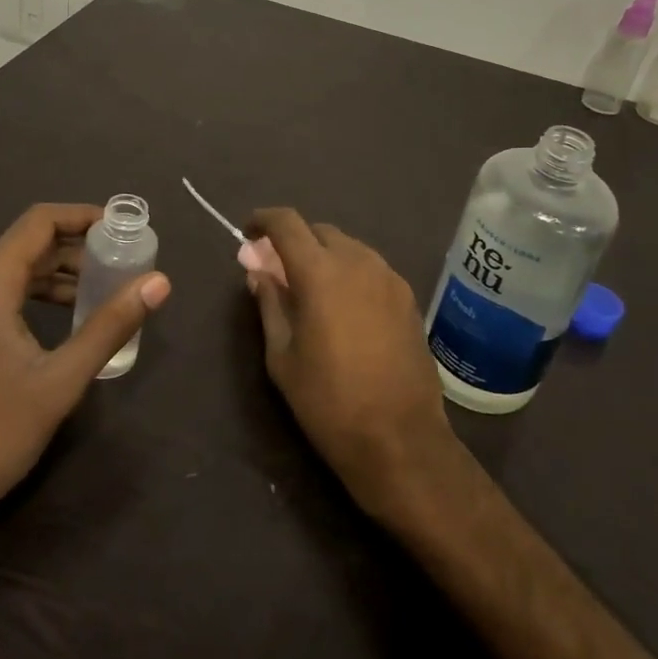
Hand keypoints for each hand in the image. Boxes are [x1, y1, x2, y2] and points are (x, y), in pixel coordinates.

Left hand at [0, 203, 170, 531]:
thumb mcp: (59, 382)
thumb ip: (109, 326)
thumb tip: (158, 282)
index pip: (38, 223)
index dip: (82, 216)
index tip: (120, 227)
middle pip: (23, 246)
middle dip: (74, 250)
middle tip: (119, 265)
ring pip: (6, 273)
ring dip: (52, 276)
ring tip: (97, 294)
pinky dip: (26, 296)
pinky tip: (54, 322)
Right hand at [244, 209, 459, 517]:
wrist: (400, 439)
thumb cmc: (328, 401)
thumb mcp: (282, 356)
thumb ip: (270, 304)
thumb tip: (259, 273)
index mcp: (320, 272)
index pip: (287, 223)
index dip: (264, 219)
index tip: (249, 233)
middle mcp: (358, 262)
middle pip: (319, 230)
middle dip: (294, 241)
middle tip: (277, 270)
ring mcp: (388, 277)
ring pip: (348, 247)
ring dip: (324, 255)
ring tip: (310, 289)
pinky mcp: (408, 297)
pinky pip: (370, 268)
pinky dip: (349, 272)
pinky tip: (343, 306)